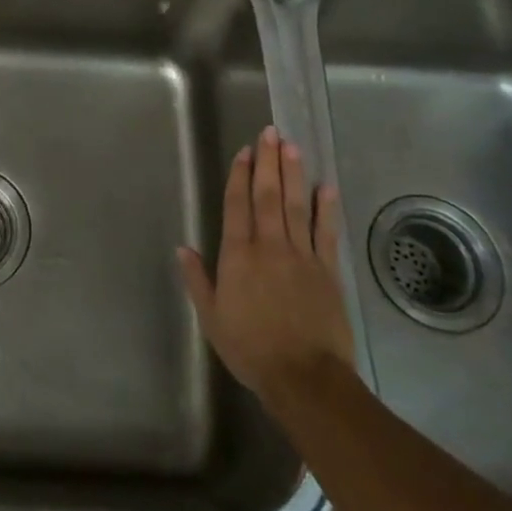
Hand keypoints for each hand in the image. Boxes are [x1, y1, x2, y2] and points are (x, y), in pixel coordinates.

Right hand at [178, 126, 354, 407]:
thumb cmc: (250, 348)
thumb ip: (198, 279)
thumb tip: (184, 247)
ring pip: (295, 206)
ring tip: (292, 146)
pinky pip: (326, 233)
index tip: (244, 151)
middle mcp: (269, 246)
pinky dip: (326, 209)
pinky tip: (325, 187)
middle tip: (270, 133)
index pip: (237, 205)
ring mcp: (301, 256)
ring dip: (293, 174)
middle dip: (268, 162)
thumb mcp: (211, 318)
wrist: (304, 377)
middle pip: (267, 196)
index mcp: (238, 255)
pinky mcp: (327, 271)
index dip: (240, 176)